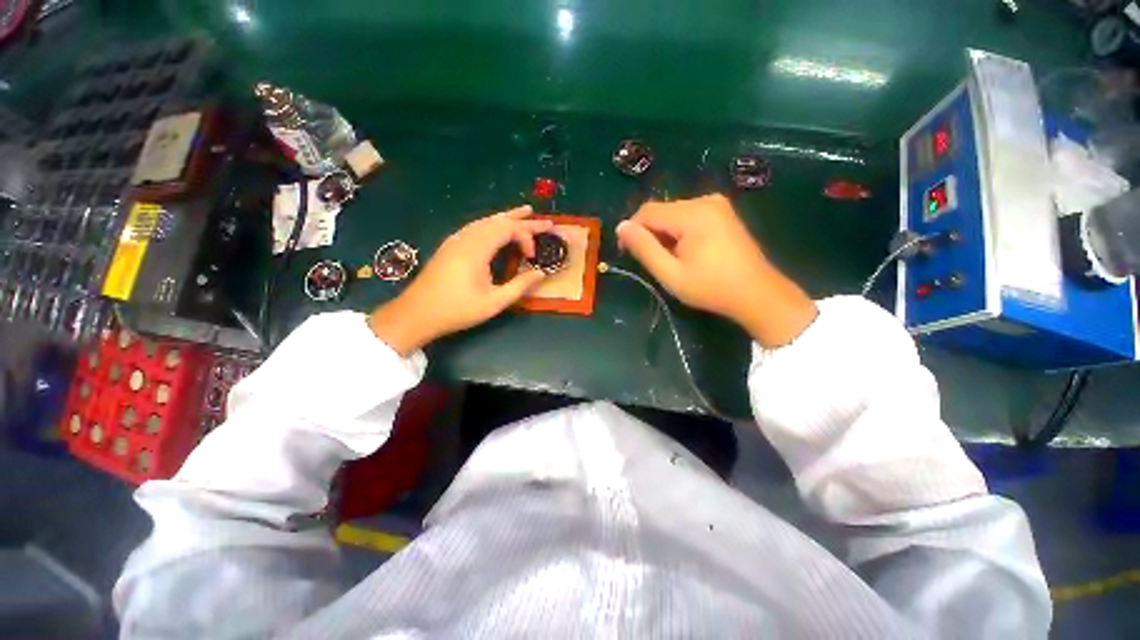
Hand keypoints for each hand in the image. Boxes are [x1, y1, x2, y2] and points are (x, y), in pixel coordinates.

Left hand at [369, 206, 551, 354]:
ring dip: (506, 218)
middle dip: (523, 220)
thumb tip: (541, 273)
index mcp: (477, 248)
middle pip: (498, 221)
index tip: (533, 257)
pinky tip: (497, 228)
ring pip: (486, 221)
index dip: (526, 238)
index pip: (508, 230)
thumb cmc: (458, 309)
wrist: (417, 313)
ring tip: (524, 213)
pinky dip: (492, 224)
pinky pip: (476, 227)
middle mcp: (466, 237)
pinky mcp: (451, 246)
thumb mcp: (494, 302)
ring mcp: (456, 240)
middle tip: (545, 221)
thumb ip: (520, 286)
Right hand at [616, 194, 816, 346]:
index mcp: (692, 214)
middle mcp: (705, 200)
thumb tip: (621, 226)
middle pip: (661, 211)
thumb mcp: (670, 273)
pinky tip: (686, 251)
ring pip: (673, 213)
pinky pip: (689, 216)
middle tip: (652, 262)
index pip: (647, 211)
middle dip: (650, 233)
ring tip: (670, 259)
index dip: (632, 230)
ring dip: (664, 234)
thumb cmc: (711, 288)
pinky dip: (679, 232)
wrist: (758, 294)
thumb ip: (644, 248)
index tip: (627, 253)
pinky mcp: (722, 212)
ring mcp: (717, 204)